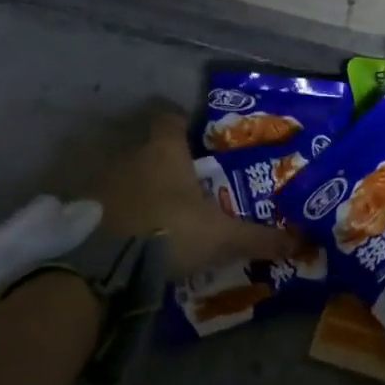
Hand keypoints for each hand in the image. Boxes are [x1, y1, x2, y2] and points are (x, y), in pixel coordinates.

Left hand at [87, 108, 300, 277]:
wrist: (102, 266)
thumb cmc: (169, 230)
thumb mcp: (221, 237)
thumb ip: (258, 238)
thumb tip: (300, 242)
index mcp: (165, 151)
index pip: (171, 119)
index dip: (183, 123)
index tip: (197, 137)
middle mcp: (131, 157)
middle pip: (151, 151)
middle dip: (169, 167)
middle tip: (191, 187)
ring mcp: (103, 184)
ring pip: (129, 178)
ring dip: (144, 192)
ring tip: (166, 217)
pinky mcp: (84, 212)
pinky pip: (110, 206)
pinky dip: (123, 216)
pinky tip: (137, 238)